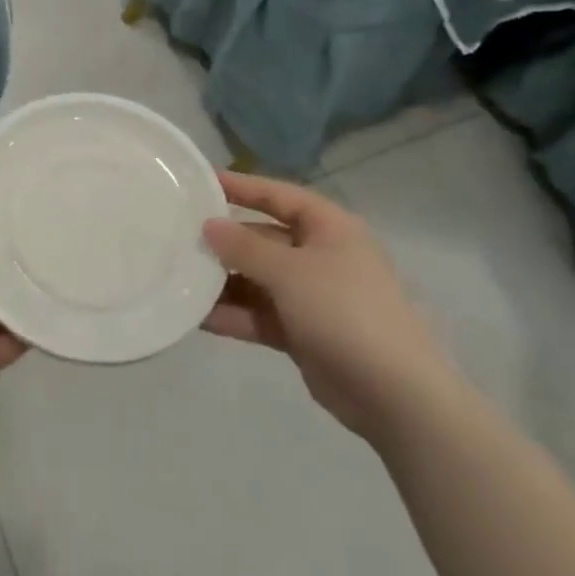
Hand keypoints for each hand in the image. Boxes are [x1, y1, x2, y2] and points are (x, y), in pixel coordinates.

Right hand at [203, 171, 459, 447]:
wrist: (395, 394)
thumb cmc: (345, 311)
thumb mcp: (290, 271)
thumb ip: (245, 247)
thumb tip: (209, 225)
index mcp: (329, 228)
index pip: (279, 195)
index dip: (242, 186)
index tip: (201, 181)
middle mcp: (321, 256)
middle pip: (265, 238)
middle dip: (226, 241)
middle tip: (179, 238)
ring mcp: (313, 296)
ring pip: (259, 280)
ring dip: (224, 282)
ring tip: (179, 278)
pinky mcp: (304, 332)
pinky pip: (261, 314)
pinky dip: (235, 315)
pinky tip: (198, 317)